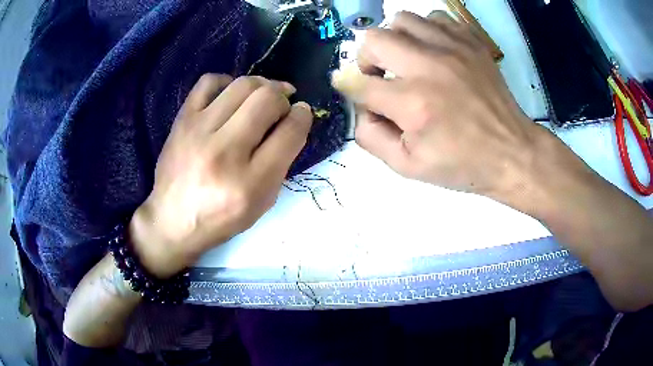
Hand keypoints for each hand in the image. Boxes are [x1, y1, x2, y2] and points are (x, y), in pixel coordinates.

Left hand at [130, 74, 312, 277]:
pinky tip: (231, 94)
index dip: (303, 116)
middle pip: (268, 100)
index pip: (290, 133)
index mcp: (250, 183)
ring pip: (243, 85)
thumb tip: (291, 121)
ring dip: (262, 86)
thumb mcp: (261, 203)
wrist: (172, 220)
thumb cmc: (220, 218)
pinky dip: (228, 82)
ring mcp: (199, 131)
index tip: (302, 113)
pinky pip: (209, 82)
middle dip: (283, 99)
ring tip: (263, 96)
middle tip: (281, 108)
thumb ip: (281, 163)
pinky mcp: (182, 120)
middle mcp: (225, 152)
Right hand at [333, 11, 547, 203]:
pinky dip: (426, 30)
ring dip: (395, 39)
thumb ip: (371, 137)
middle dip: (366, 58)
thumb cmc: (462, 164)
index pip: (358, 82)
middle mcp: (429, 67)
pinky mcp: (470, 42)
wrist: (512, 152)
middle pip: (374, 40)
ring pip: (402, 20)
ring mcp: (453, 48)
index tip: (351, 87)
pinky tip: (432, 50)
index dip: (348, 85)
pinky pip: (435, 18)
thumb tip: (360, 107)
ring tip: (406, 59)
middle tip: (380, 75)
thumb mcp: (408, 167)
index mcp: (413, 103)